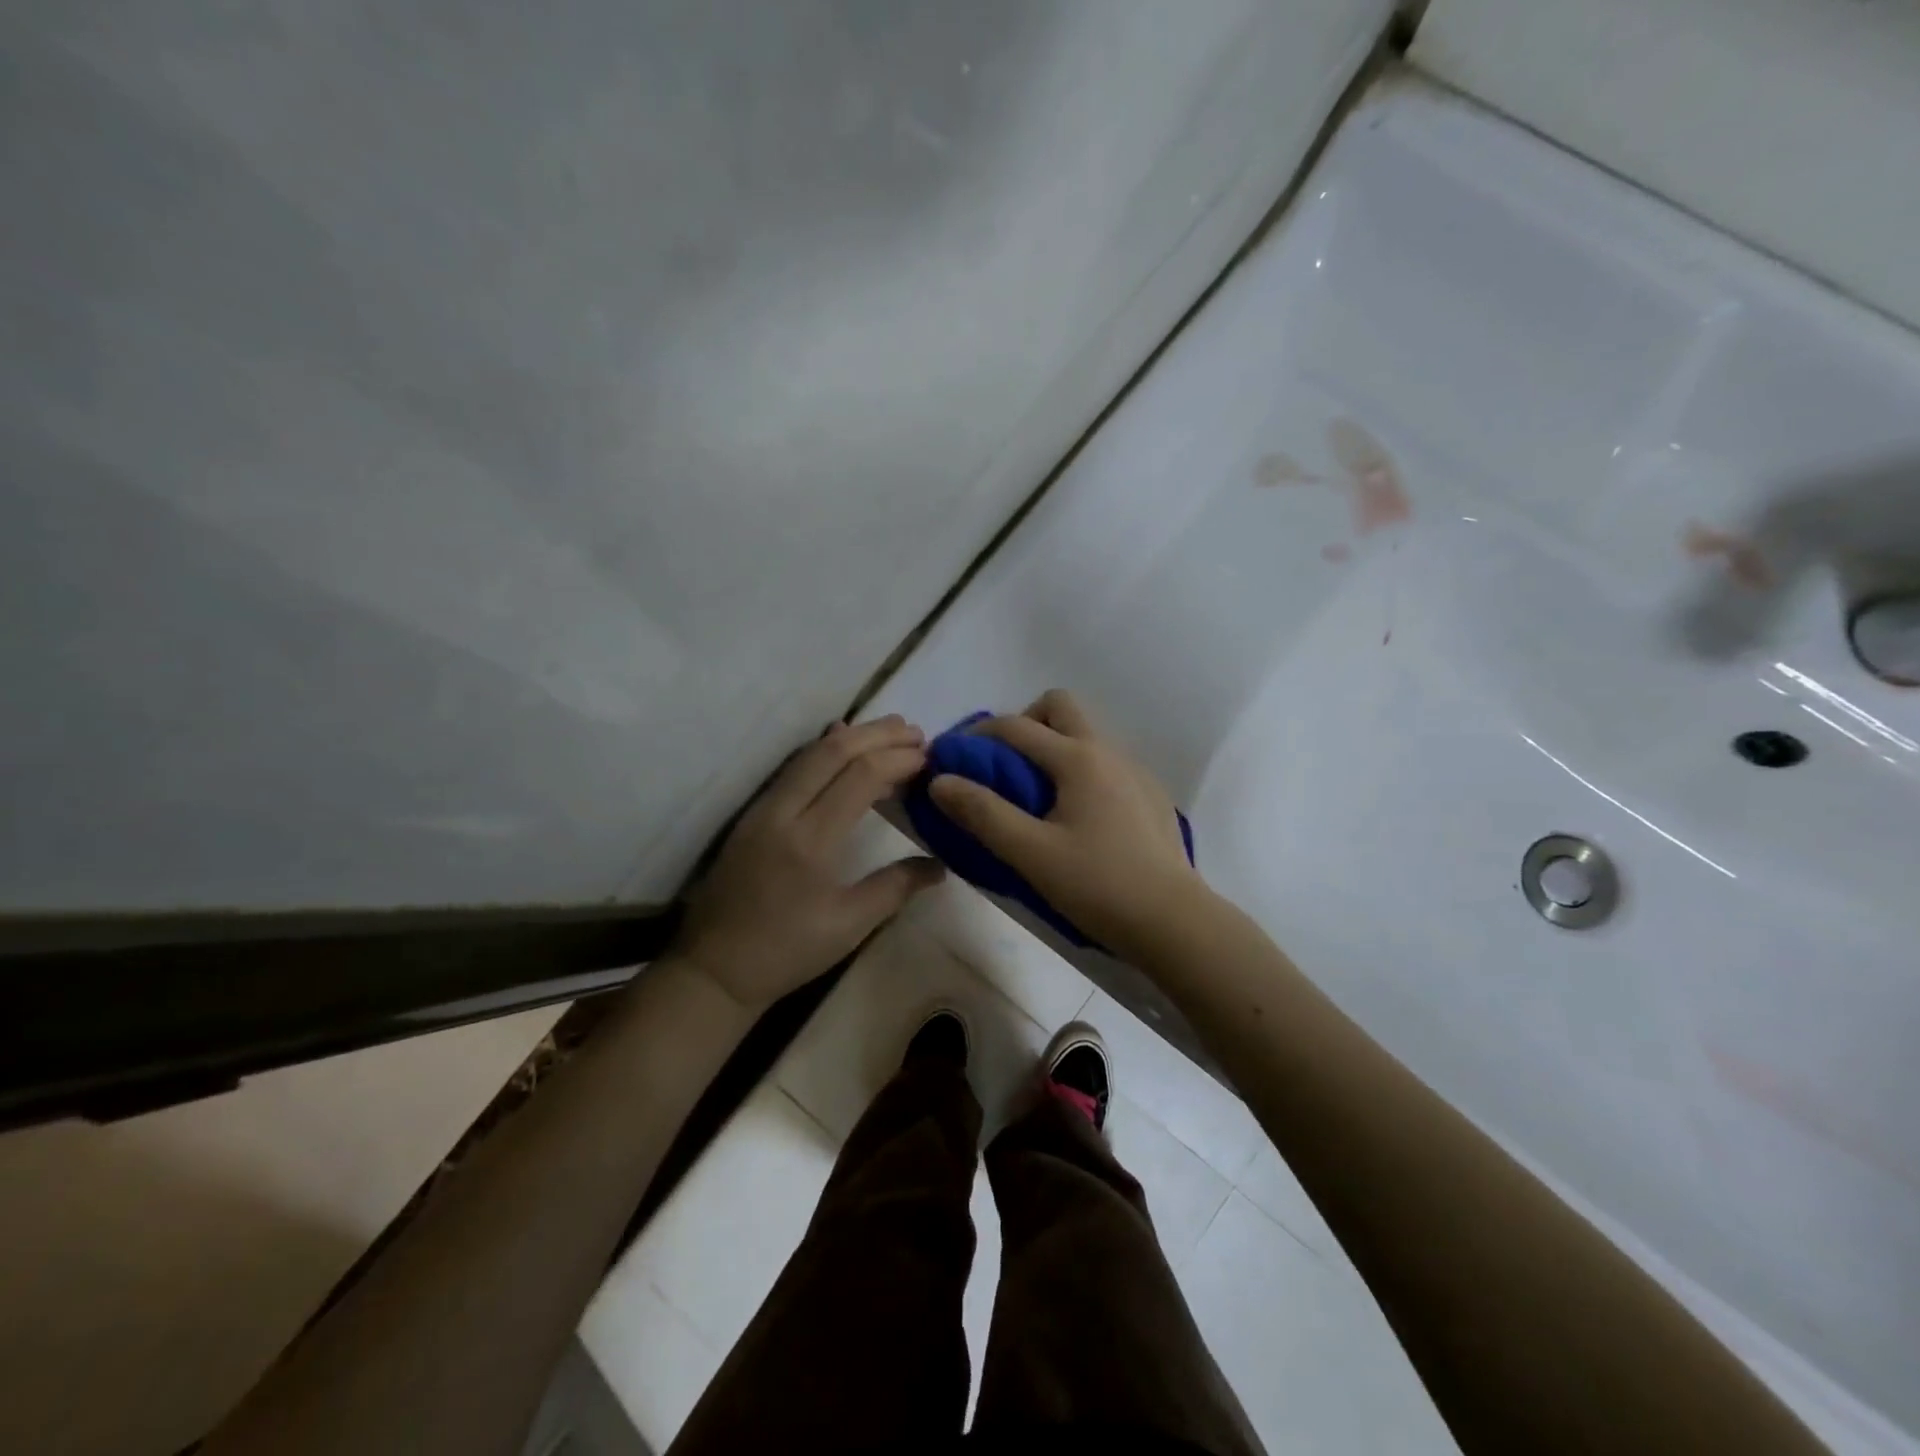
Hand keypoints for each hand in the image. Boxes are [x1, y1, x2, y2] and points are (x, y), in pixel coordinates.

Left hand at [672, 715, 945, 1010]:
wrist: (714, 968)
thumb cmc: (786, 951)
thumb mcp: (849, 925)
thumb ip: (896, 887)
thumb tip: (940, 866)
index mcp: (811, 840)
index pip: (860, 776)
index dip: (898, 759)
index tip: (930, 758)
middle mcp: (784, 811)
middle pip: (834, 751)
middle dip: (879, 734)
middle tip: (917, 733)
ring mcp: (763, 808)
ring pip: (810, 753)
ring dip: (853, 736)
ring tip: (891, 732)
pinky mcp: (753, 814)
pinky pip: (794, 768)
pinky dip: (825, 750)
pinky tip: (841, 744)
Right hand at [927, 690, 1208, 962]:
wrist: (1174, 922)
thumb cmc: (1098, 885)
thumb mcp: (1030, 853)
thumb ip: (982, 813)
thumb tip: (941, 781)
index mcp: (1077, 758)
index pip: (1015, 726)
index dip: (976, 736)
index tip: (952, 758)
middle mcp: (1109, 751)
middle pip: (1059, 707)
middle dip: (1025, 724)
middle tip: (1006, 767)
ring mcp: (1136, 771)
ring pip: (1087, 734)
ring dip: (1055, 747)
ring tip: (1039, 797)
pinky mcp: (1152, 795)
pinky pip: (1107, 763)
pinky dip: (1082, 772)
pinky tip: (1080, 819)